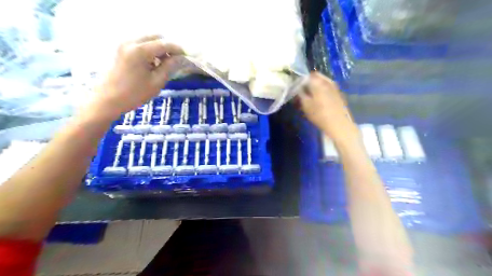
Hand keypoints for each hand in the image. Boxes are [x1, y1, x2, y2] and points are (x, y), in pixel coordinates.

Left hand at [88, 34, 182, 119]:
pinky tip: (153, 64)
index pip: (164, 44)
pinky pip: (140, 44)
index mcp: (140, 50)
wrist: (108, 100)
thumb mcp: (157, 82)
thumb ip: (170, 67)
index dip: (178, 49)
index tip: (187, 57)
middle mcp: (131, 42)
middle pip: (155, 37)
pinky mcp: (121, 49)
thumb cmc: (134, 94)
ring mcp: (124, 44)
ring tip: (165, 64)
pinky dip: (150, 50)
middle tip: (176, 61)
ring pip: (148, 39)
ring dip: (159, 48)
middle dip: (168, 47)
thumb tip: (181, 58)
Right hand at [298, 72, 359, 143]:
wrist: (339, 124)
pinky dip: (322, 90)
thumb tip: (298, 87)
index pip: (305, 76)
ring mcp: (334, 86)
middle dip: (308, 82)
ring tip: (311, 96)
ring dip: (316, 85)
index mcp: (317, 82)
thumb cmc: (319, 115)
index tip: (296, 88)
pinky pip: (328, 87)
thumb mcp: (305, 105)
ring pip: (322, 81)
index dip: (300, 81)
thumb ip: (301, 94)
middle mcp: (327, 81)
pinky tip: (320, 99)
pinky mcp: (339, 93)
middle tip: (303, 91)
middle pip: (315, 76)